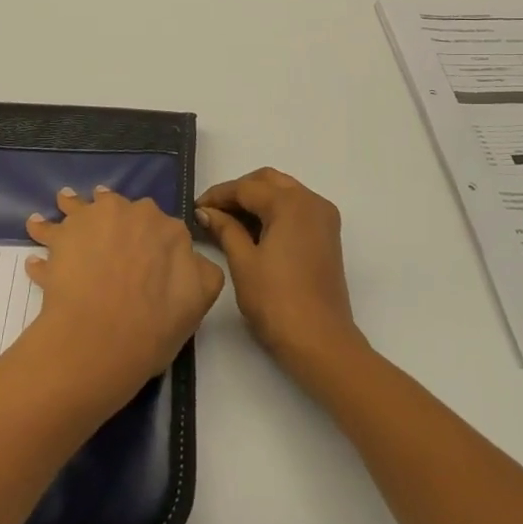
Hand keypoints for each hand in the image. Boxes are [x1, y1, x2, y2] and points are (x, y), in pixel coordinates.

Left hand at [21, 187, 223, 410]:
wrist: (101, 338)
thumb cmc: (155, 324)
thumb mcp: (201, 298)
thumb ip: (202, 270)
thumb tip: (191, 257)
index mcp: (167, 228)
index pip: (162, 226)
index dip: (153, 240)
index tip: (146, 251)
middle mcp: (129, 214)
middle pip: (118, 207)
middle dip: (112, 216)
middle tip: (104, 230)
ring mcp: (91, 221)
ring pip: (79, 207)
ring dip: (71, 207)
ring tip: (62, 209)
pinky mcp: (59, 237)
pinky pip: (47, 232)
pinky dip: (42, 234)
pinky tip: (37, 247)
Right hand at [195, 169, 365, 376]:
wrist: (320, 341)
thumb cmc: (276, 301)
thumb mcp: (243, 262)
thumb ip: (225, 229)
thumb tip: (206, 212)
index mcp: (291, 203)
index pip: (247, 188)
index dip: (218, 196)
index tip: (195, 208)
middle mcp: (312, 201)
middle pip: (269, 182)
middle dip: (239, 192)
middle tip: (212, 211)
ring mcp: (323, 218)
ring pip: (285, 193)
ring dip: (257, 200)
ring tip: (228, 221)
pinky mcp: (327, 236)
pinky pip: (296, 209)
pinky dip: (274, 212)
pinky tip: (253, 230)